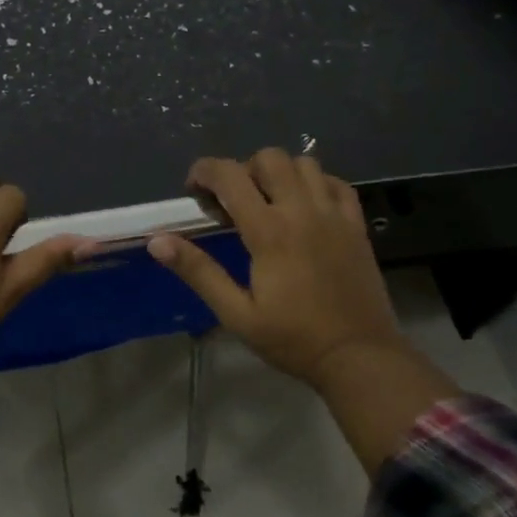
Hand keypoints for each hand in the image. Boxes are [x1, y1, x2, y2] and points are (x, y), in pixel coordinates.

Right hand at [147, 148, 408, 389]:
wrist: (359, 358)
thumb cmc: (293, 339)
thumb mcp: (236, 313)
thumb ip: (198, 271)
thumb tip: (157, 241)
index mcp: (269, 231)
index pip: (230, 175)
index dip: (205, 171)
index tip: (194, 189)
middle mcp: (302, 211)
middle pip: (269, 158)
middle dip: (243, 169)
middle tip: (233, 201)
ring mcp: (334, 214)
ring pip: (304, 163)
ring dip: (280, 173)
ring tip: (269, 201)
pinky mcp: (356, 225)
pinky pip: (336, 183)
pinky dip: (316, 183)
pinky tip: (305, 207)